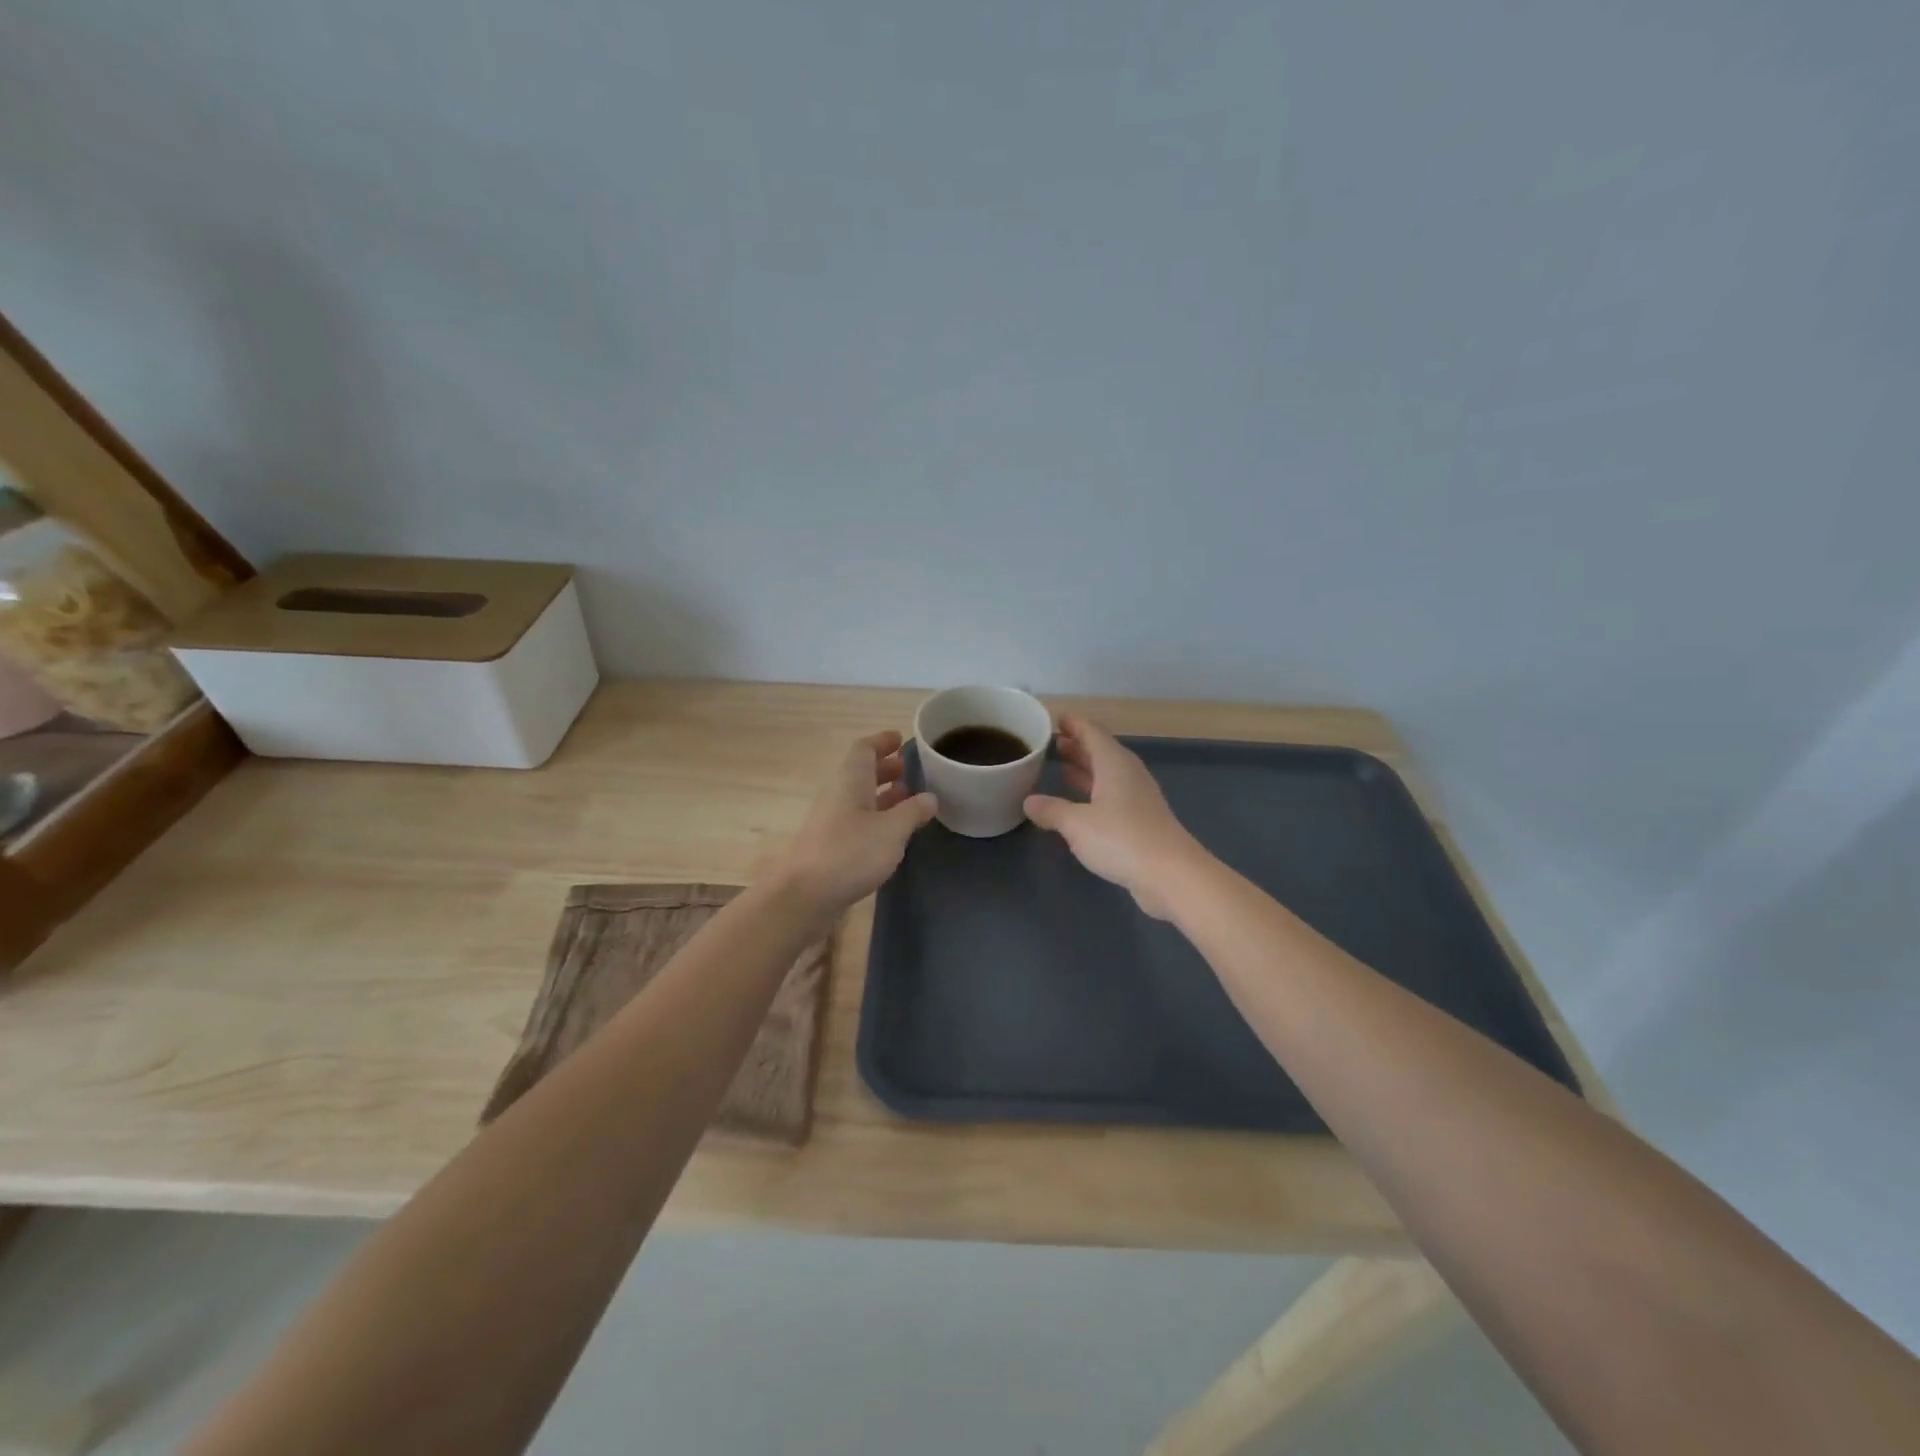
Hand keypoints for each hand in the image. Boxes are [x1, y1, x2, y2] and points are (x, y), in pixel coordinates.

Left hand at [774, 731, 937, 916]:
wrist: (805, 896)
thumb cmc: (851, 853)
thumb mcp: (892, 830)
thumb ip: (913, 811)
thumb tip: (930, 797)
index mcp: (850, 780)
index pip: (864, 748)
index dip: (883, 741)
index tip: (902, 740)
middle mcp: (838, 794)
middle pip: (861, 772)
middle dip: (887, 768)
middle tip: (911, 771)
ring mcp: (831, 821)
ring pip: (860, 797)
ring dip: (883, 794)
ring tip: (910, 800)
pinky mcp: (831, 845)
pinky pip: (857, 820)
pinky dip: (877, 818)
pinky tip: (893, 833)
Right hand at [1023, 716, 1208, 919]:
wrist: (1170, 874)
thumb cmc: (1121, 838)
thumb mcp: (1077, 824)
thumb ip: (1052, 810)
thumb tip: (1029, 801)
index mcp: (1114, 764)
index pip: (1092, 733)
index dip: (1074, 725)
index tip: (1056, 719)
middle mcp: (1128, 774)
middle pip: (1101, 752)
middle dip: (1078, 746)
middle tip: (1053, 742)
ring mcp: (1138, 798)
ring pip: (1107, 775)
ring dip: (1086, 769)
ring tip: (1061, 766)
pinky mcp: (1141, 821)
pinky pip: (1112, 796)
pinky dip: (1094, 792)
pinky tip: (1079, 804)